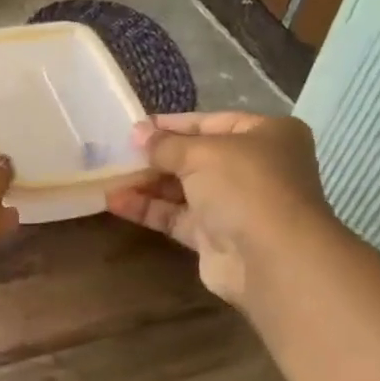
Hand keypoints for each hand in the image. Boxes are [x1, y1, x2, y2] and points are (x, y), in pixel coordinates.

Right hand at [106, 111, 334, 305]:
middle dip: (156, 157)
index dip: (172, 125)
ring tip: (109, 177)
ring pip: (183, 189)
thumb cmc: (245, 187)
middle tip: (116, 153)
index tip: (134, 128)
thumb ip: (166, 145)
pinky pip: (176, 217)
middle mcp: (254, 168)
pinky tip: (115, 201)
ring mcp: (234, 205)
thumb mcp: (202, 153)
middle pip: (196, 157)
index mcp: (266, 135)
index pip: (211, 122)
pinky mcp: (215, 237)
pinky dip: (148, 209)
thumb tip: (138, 133)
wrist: (271, 258)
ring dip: (147, 183)